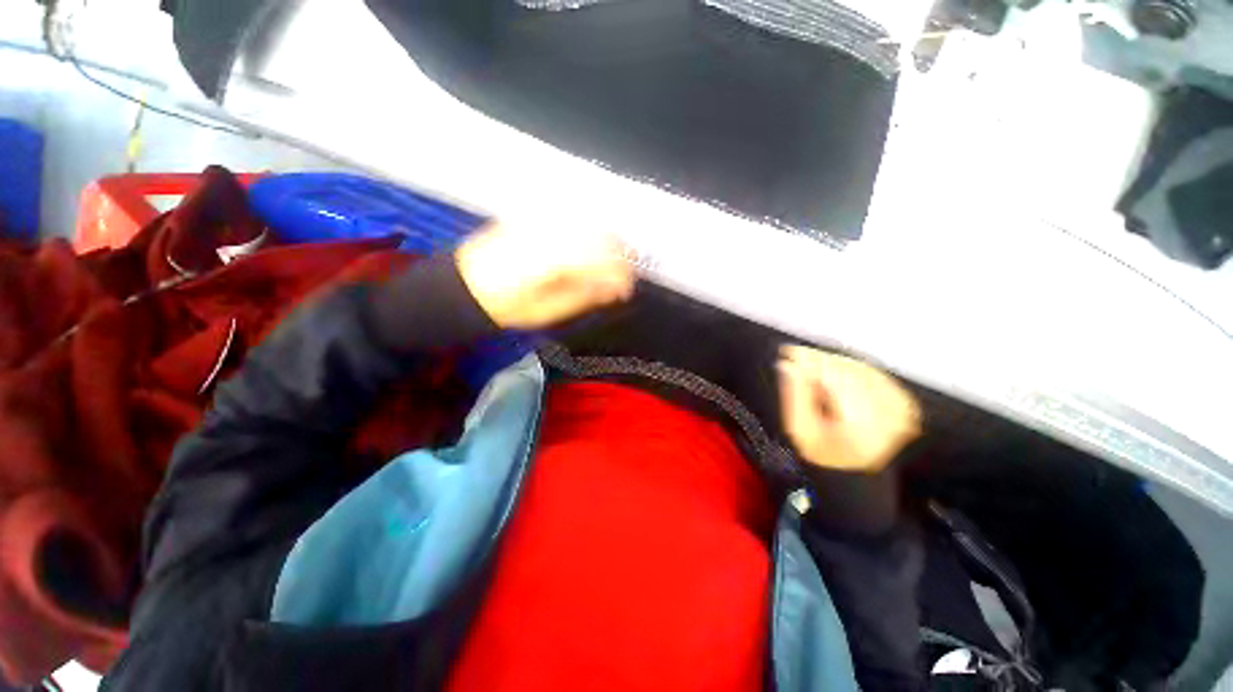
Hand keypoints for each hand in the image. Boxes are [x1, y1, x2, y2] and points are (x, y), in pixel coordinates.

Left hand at [456, 222, 636, 328]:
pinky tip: (594, 245)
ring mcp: (537, 220)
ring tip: (614, 262)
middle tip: (625, 278)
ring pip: (586, 221)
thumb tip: (611, 289)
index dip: (618, 274)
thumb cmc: (506, 307)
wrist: (465, 285)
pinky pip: (571, 216)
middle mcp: (545, 233)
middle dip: (619, 255)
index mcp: (546, 261)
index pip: (596, 259)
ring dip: (607, 241)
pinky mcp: (532, 216)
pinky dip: (590, 230)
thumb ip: (581, 297)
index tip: (626, 291)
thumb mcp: (546, 312)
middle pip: (596, 234)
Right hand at [777, 345, 920, 472]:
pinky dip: (850, 369)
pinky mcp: (903, 401)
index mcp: (863, 426)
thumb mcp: (801, 430)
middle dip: (820, 361)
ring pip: (860, 368)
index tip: (789, 352)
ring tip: (814, 371)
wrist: (856, 470)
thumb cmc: (826, 454)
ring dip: (833, 364)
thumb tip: (788, 366)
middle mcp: (888, 414)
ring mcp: (900, 407)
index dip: (810, 361)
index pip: (836, 379)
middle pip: (849, 371)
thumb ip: (794, 396)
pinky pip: (872, 372)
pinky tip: (836, 376)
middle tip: (798, 358)